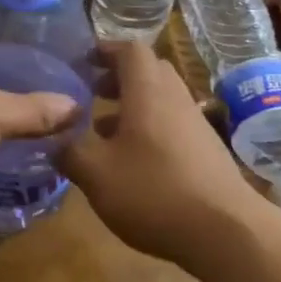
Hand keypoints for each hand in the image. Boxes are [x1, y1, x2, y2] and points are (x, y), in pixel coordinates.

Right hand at [61, 42, 265, 269]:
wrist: (225, 231)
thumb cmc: (154, 192)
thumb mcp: (96, 174)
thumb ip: (70, 152)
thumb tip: (55, 141)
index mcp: (148, 92)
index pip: (130, 51)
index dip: (106, 49)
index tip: (83, 60)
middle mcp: (175, 99)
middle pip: (149, 72)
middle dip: (118, 78)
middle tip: (92, 92)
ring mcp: (195, 125)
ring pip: (161, 100)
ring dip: (132, 107)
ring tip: (102, 131)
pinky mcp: (206, 152)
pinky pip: (172, 125)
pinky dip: (148, 130)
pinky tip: (131, 162)